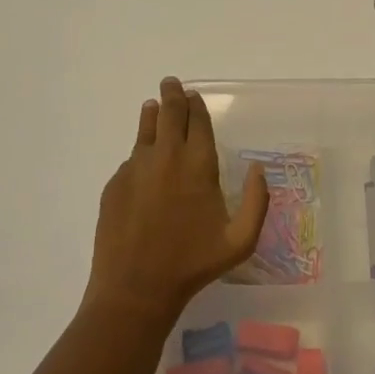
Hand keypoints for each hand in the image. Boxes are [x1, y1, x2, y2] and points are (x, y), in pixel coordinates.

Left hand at [84, 77, 269, 328]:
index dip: (196, 105)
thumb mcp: (240, 240)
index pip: (197, 120)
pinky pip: (131, 159)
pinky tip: (143, 161)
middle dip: (172, 95)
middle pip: (169, 113)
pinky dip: (140, 153)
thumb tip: (259, 169)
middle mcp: (166, 156)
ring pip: (145, 130)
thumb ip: (257, 201)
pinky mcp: (115, 184)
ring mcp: (136, 168)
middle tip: (171, 84)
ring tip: (152, 106)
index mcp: (198, 164)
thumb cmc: (193, 264)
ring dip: (152, 114)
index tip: (194, 95)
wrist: (135, 289)